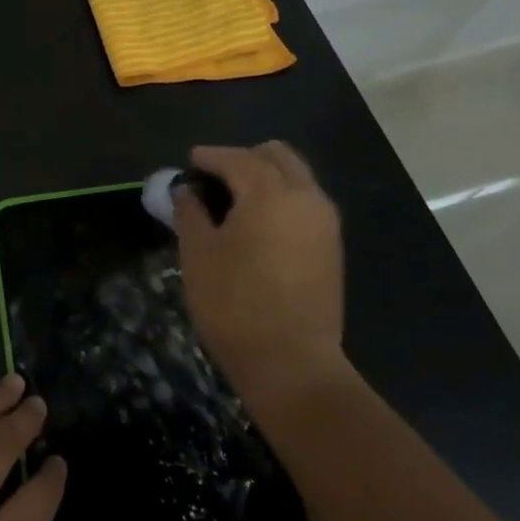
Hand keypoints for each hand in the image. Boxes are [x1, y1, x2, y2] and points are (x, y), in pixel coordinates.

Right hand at [174, 142, 348, 414]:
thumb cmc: (234, 304)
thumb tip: (187, 191)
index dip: (209, 157)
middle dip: (244, 158)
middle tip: (215, 177)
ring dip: (266, 177)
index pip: (236, 159)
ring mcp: (325, 223)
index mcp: (270, 193)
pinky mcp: (332, 248)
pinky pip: (306, 203)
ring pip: (297, 177)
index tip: (190, 161)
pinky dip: (282, 199)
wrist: (292, 364)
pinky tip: (258, 223)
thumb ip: (190, 212)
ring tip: (234, 200)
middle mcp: (305, 197)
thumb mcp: (198, 254)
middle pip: (277, 156)